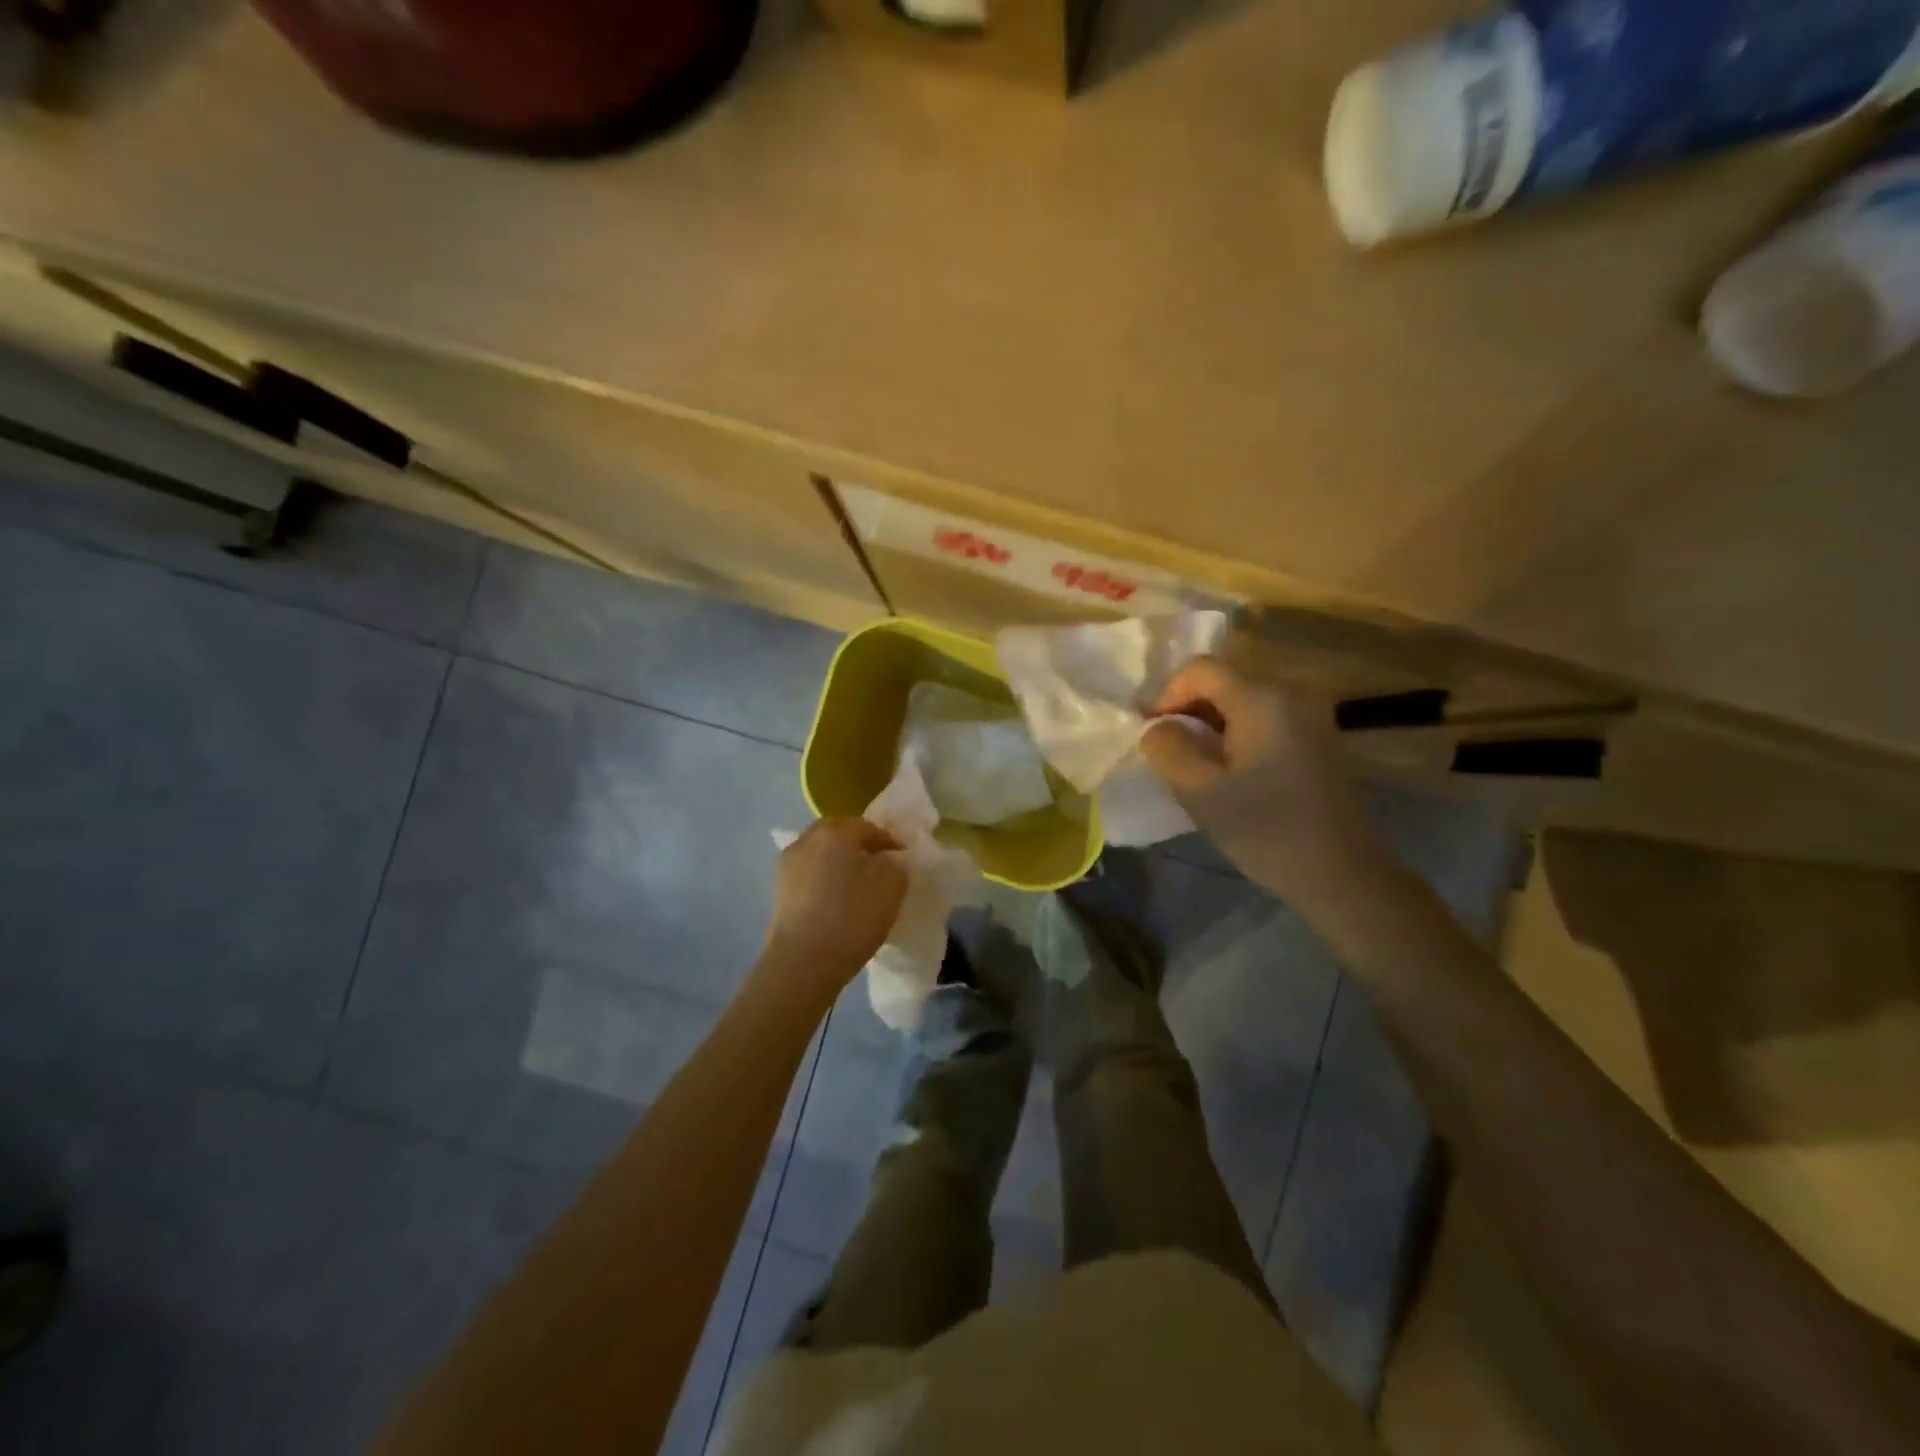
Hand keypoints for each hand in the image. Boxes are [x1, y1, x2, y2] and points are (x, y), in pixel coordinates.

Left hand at [762, 818, 907, 994]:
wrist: (801, 963)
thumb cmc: (851, 919)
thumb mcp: (890, 890)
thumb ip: (895, 867)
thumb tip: (887, 861)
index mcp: (835, 833)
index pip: (868, 827)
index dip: (888, 840)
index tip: (902, 856)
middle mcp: (807, 840)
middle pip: (837, 831)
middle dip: (858, 841)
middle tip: (877, 861)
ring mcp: (788, 864)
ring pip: (819, 850)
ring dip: (837, 858)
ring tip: (855, 880)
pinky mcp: (778, 889)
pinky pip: (808, 871)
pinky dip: (823, 875)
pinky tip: (834, 896)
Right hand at [1140, 658, 1384, 902]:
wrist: (1341, 875)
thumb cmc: (1266, 830)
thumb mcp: (1199, 791)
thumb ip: (1167, 748)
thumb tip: (1157, 727)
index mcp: (1262, 698)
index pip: (1200, 669)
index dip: (1165, 694)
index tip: (1149, 734)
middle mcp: (1290, 694)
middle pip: (1223, 681)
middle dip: (1186, 709)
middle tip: (1164, 750)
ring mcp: (1309, 716)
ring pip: (1242, 702)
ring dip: (1209, 724)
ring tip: (1191, 764)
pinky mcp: (1317, 740)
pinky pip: (1263, 720)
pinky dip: (1235, 735)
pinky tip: (1227, 772)